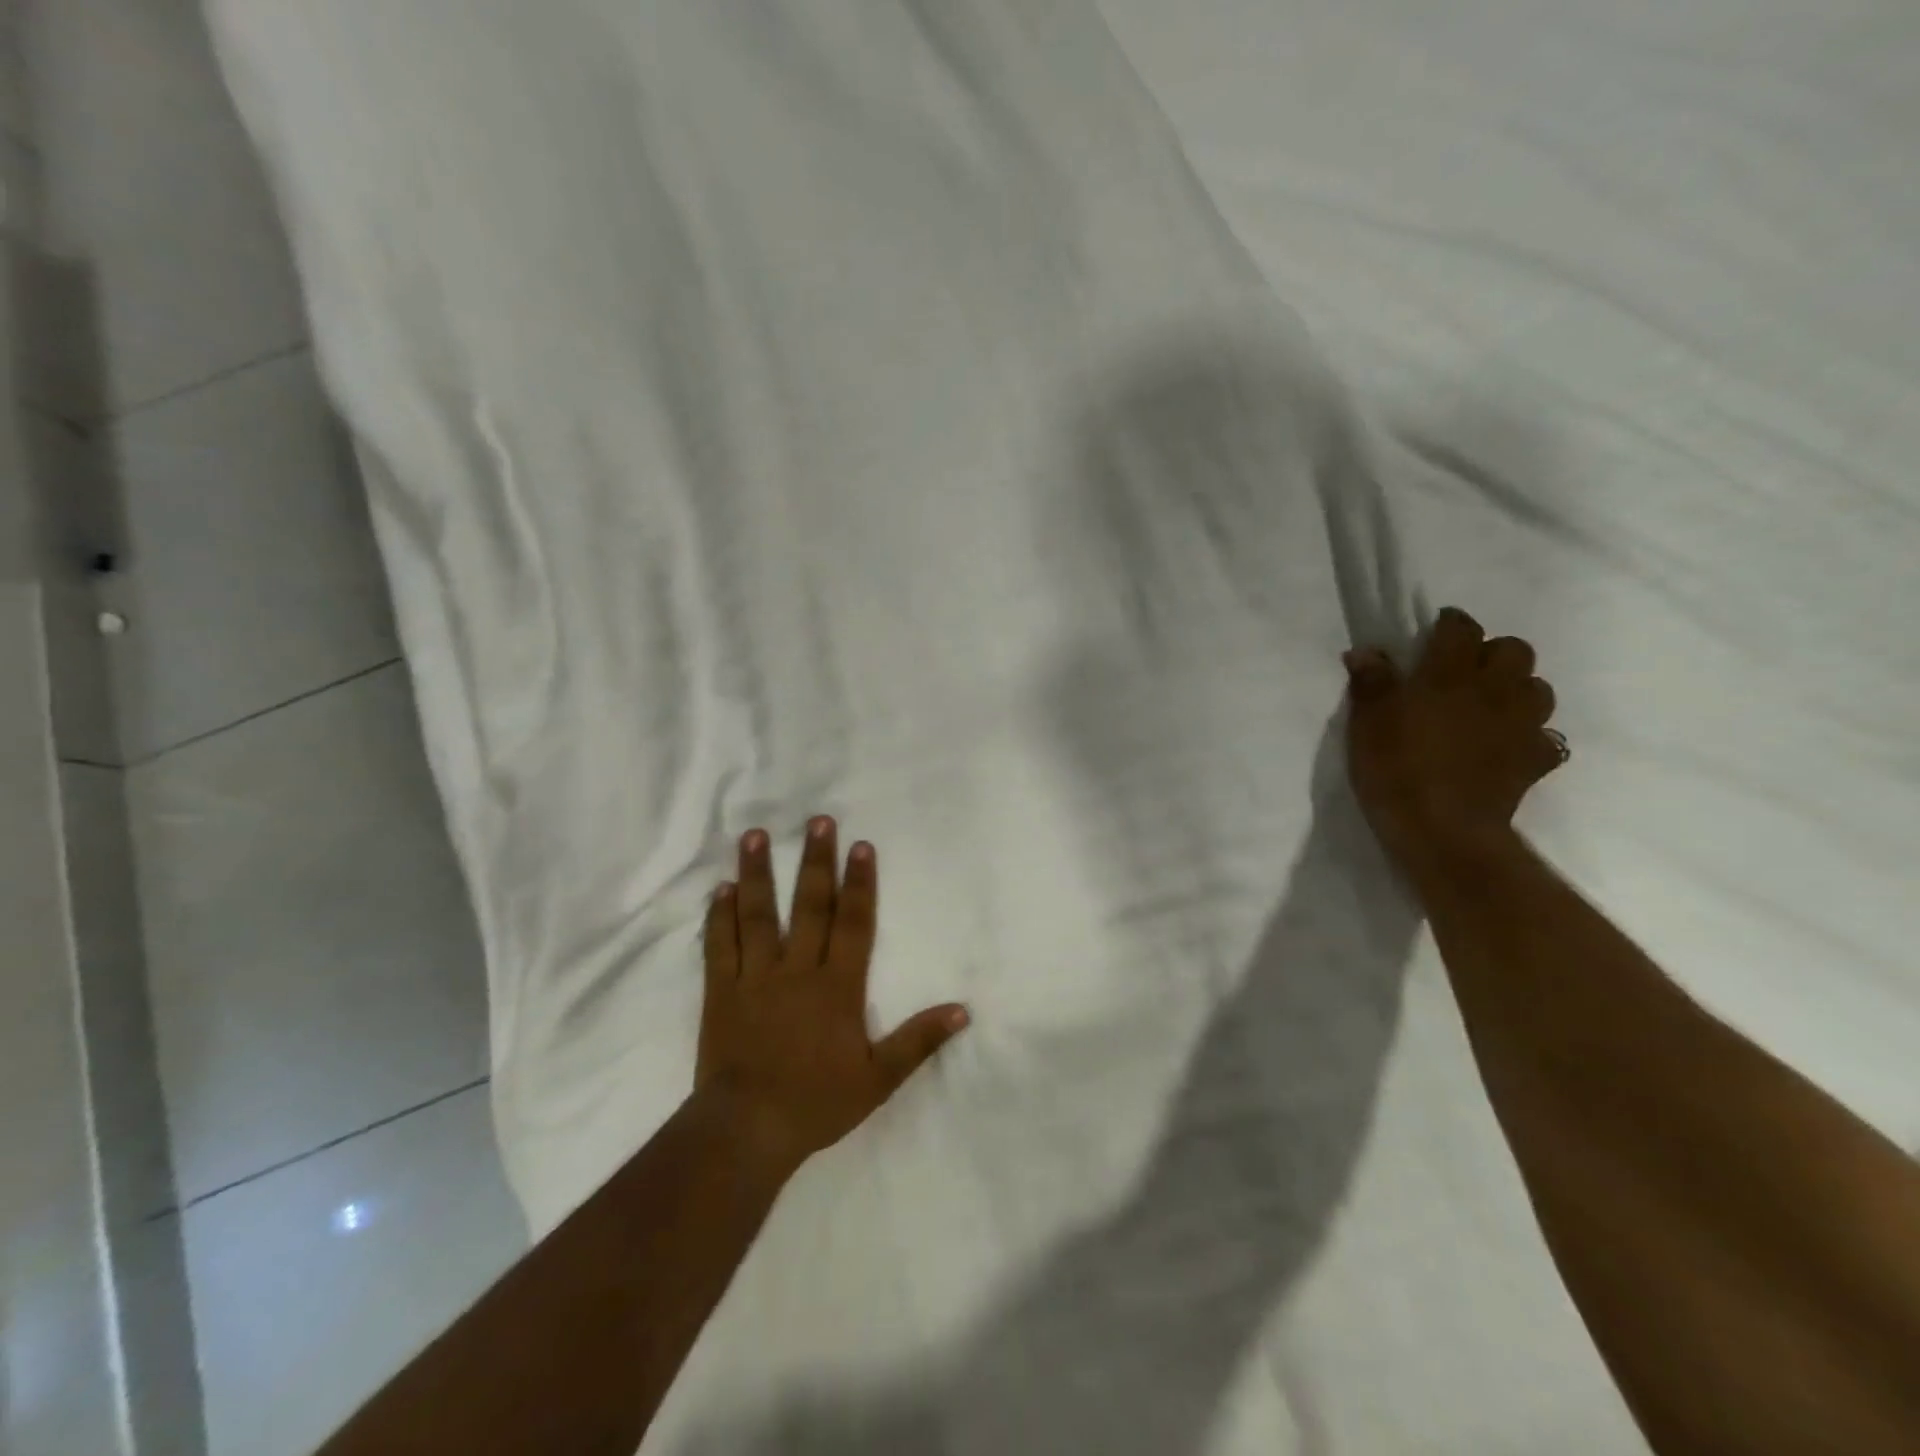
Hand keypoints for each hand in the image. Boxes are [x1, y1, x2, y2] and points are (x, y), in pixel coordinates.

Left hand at [695, 819, 968, 1175]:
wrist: (747, 1130)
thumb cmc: (817, 1103)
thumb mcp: (879, 1079)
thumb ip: (918, 1040)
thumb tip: (963, 1010)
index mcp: (837, 986)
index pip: (853, 923)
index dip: (859, 883)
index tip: (861, 846)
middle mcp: (797, 970)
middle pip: (809, 906)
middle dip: (815, 861)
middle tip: (817, 820)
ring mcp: (755, 977)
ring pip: (758, 915)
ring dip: (758, 873)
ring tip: (754, 835)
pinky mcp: (721, 991)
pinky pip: (720, 946)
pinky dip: (719, 916)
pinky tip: (720, 888)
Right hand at [1343, 607, 1565, 868]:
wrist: (1441, 829)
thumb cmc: (1395, 768)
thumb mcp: (1366, 723)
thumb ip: (1371, 682)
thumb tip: (1366, 651)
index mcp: (1449, 674)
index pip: (1461, 628)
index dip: (1449, 624)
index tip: (1433, 633)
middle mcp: (1494, 689)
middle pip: (1514, 650)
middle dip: (1491, 653)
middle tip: (1462, 671)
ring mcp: (1522, 724)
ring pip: (1537, 688)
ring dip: (1516, 689)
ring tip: (1488, 705)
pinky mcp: (1535, 759)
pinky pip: (1544, 736)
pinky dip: (1528, 735)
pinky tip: (1506, 746)